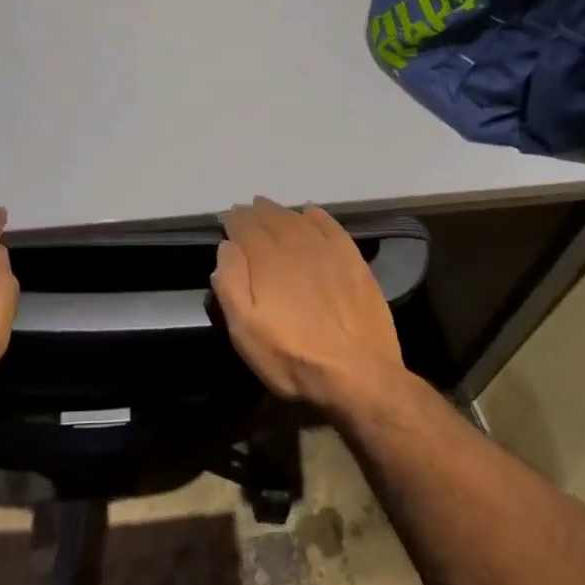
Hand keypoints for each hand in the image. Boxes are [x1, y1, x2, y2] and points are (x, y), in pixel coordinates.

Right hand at [211, 197, 405, 413]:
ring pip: (299, 219)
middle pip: (272, 218)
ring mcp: (328, 251)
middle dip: (255, 213)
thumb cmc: (293, 357)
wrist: (358, 374)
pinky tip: (310, 214)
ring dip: (281, 212)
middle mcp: (296, 246)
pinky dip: (317, 216)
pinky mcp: (354, 261)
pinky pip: (331, 227)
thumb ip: (231, 284)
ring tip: (270, 210)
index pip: (245, 227)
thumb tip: (227, 247)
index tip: (226, 219)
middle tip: (246, 211)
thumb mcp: (245, 330)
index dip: (233, 220)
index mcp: (267, 260)